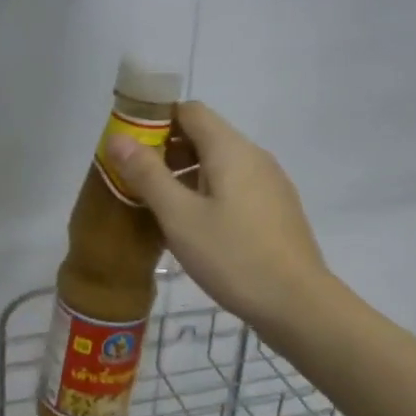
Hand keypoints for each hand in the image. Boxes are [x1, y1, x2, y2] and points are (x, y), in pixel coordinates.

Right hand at [106, 101, 331, 330]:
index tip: (129, 146)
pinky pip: (234, 186)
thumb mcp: (179, 216)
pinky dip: (207, 193)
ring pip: (219, 163)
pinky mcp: (275, 209)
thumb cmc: (232, 256)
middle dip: (167, 150)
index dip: (156, 120)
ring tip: (159, 207)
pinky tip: (194, 227)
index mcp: (230, 149)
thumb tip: (118, 138)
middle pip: (205, 136)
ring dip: (186, 175)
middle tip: (137, 181)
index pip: (189, 111)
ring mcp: (270, 183)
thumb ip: (148, 174)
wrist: (297, 304)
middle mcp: (254, 157)